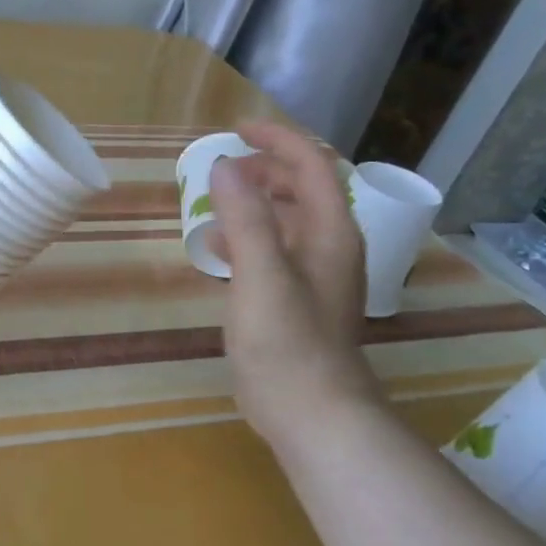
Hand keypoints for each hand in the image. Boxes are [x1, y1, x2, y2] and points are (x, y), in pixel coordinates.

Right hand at [210, 121, 374, 445]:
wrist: (312, 414)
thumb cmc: (288, 343)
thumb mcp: (261, 274)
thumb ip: (245, 217)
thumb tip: (224, 165)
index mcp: (330, 233)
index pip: (313, 166)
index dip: (277, 140)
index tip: (236, 130)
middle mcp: (330, 246)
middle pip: (304, 188)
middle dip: (265, 168)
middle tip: (222, 166)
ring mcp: (316, 275)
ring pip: (288, 218)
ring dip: (255, 200)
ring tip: (215, 200)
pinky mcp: (297, 299)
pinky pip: (274, 248)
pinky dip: (248, 235)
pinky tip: (217, 248)